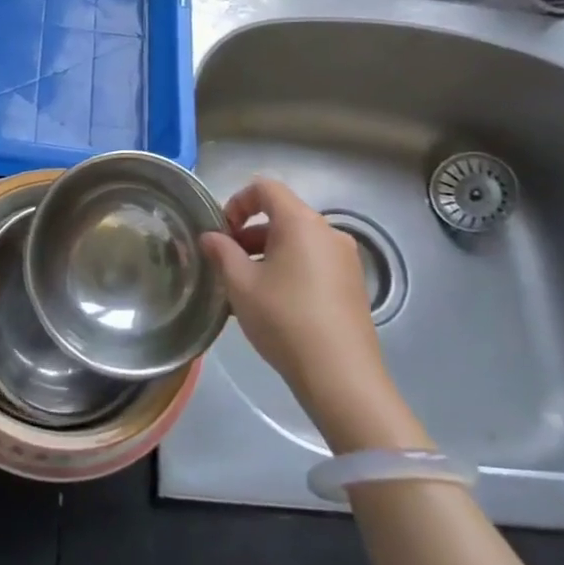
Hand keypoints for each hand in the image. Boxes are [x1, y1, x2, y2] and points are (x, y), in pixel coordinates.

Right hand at [201, 178, 423, 448]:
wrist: (341, 376)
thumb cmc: (285, 319)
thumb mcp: (241, 284)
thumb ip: (222, 252)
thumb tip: (210, 236)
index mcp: (301, 222)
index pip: (266, 188)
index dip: (237, 202)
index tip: (222, 232)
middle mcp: (328, 232)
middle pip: (283, 215)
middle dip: (250, 232)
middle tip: (227, 262)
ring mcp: (345, 259)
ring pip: (298, 241)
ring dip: (268, 252)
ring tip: (246, 287)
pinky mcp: (353, 285)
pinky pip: (314, 262)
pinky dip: (290, 268)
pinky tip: (274, 304)